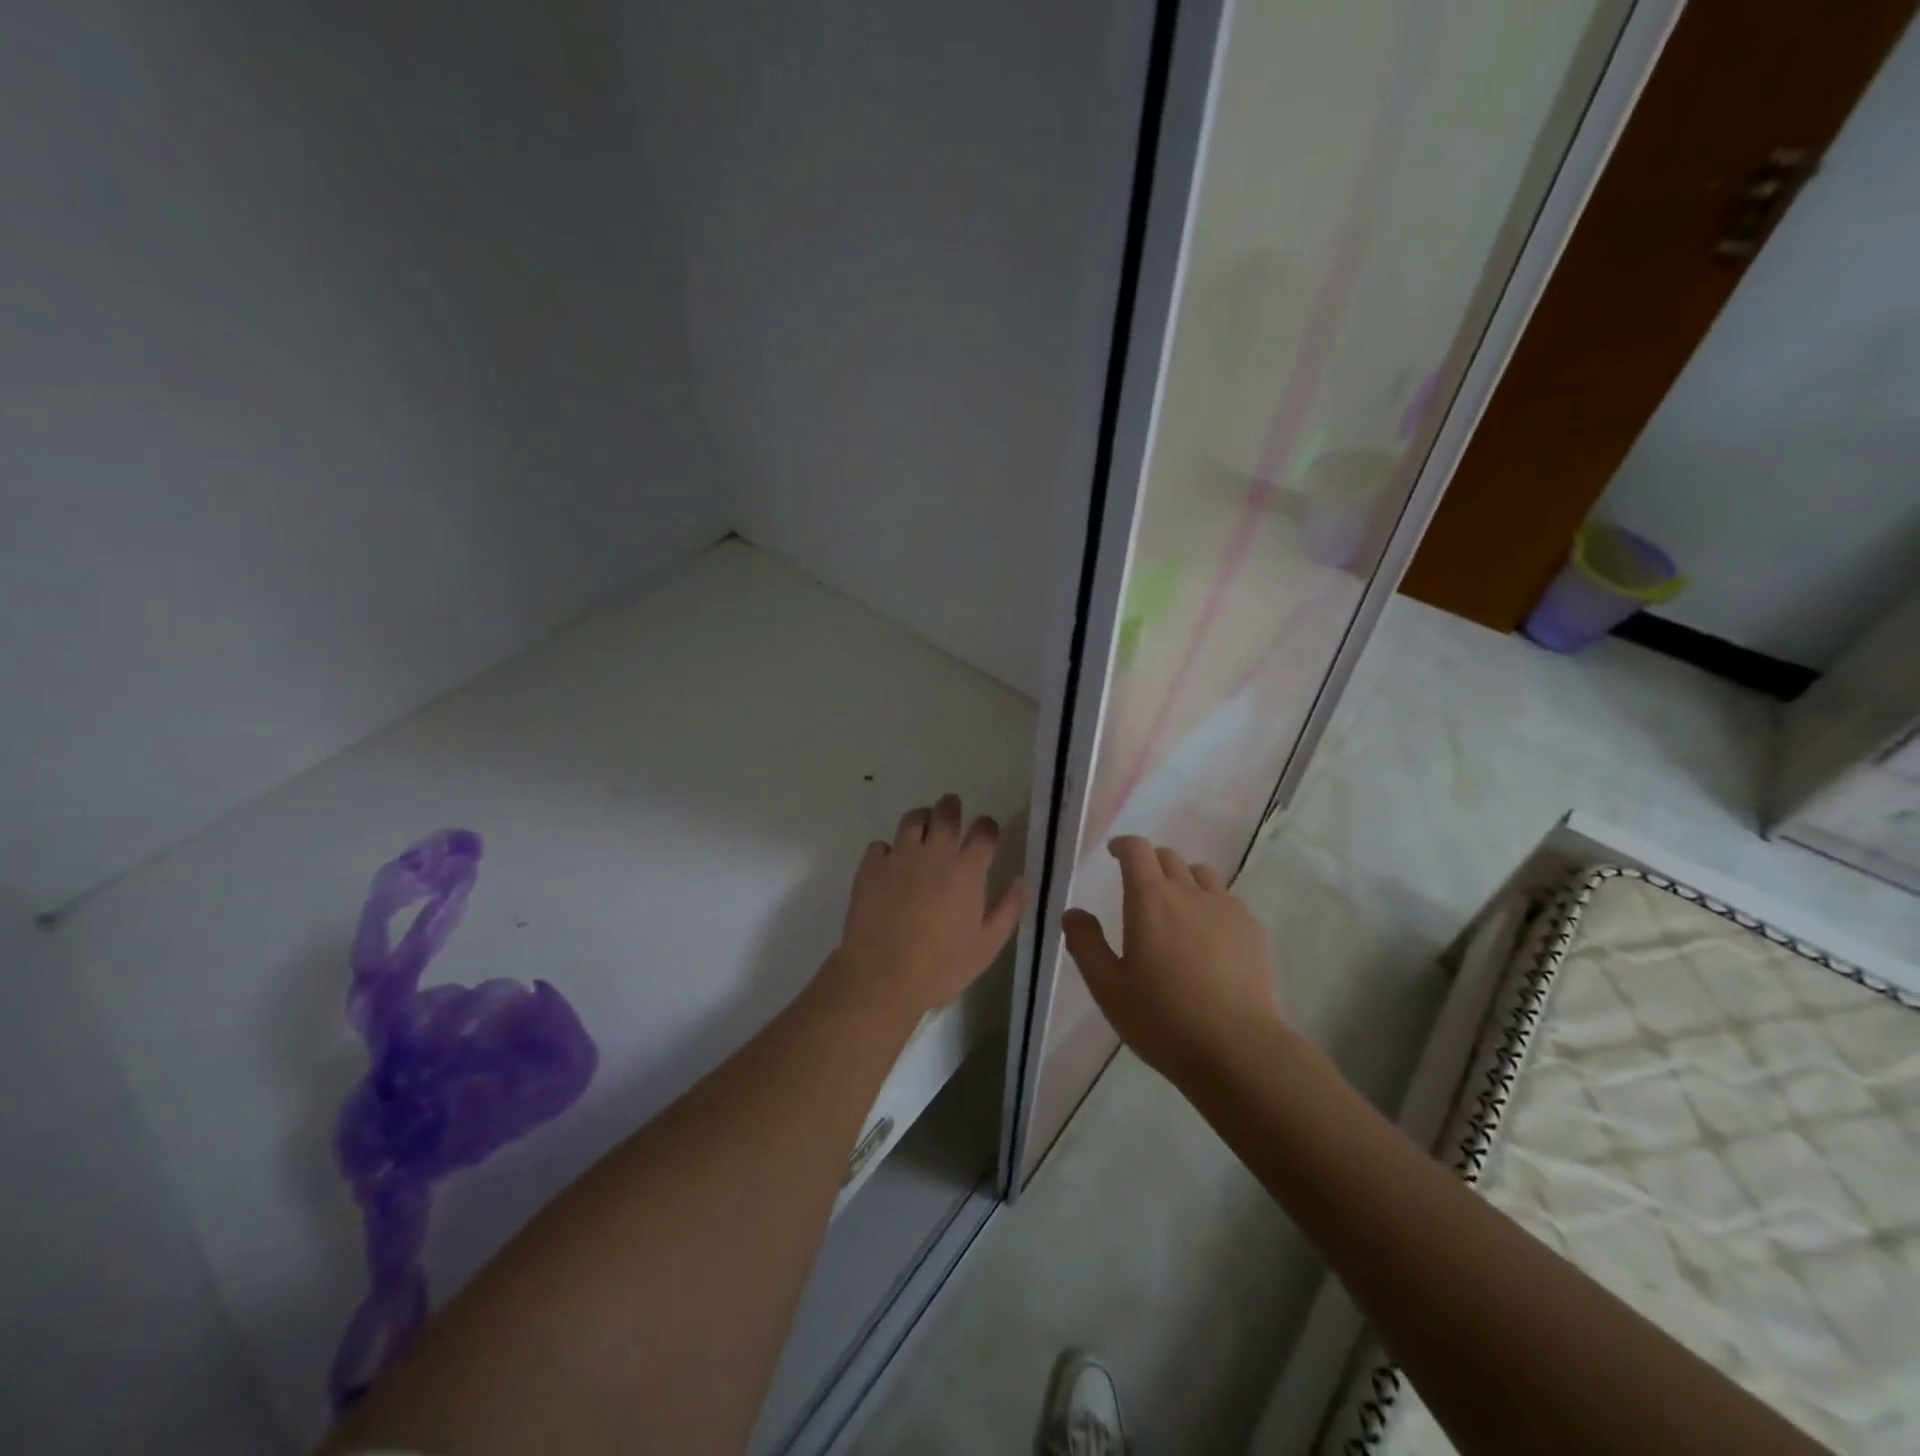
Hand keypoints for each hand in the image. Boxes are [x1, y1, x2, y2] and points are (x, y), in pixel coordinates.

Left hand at [833, 794, 1026, 1018]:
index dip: (987, 826)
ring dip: (921, 820)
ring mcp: (900, 856)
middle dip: (951, 808)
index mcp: (967, 870)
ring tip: (921, 830)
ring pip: (912, 820)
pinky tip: (890, 864)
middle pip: (945, 813)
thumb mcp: (988, 945)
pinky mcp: (870, 867)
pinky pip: (880, 845)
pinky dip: (888, 850)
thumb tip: (1022, 879)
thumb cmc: (942, 965)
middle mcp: (934, 853)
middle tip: (951, 810)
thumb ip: (1008, 908)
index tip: (987, 831)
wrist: (883, 975)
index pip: (984, 831)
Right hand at [1062, 836, 1280, 1083]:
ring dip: (1183, 880)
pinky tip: (1208, 936)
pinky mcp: (1252, 930)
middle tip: (1139, 887)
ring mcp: (1226, 909)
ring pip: (1201, 874)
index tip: (1114, 854)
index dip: (1124, 845)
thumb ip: (1086, 944)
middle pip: (1169, 857)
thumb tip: (1073, 913)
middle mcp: (1189, 893)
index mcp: (1150, 899)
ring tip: (1176, 908)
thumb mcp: (1108, 987)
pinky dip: (1210, 903)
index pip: (1137, 850)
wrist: (1238, 1049)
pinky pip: (1227, 899)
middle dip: (1150, 863)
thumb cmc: (1163, 1019)